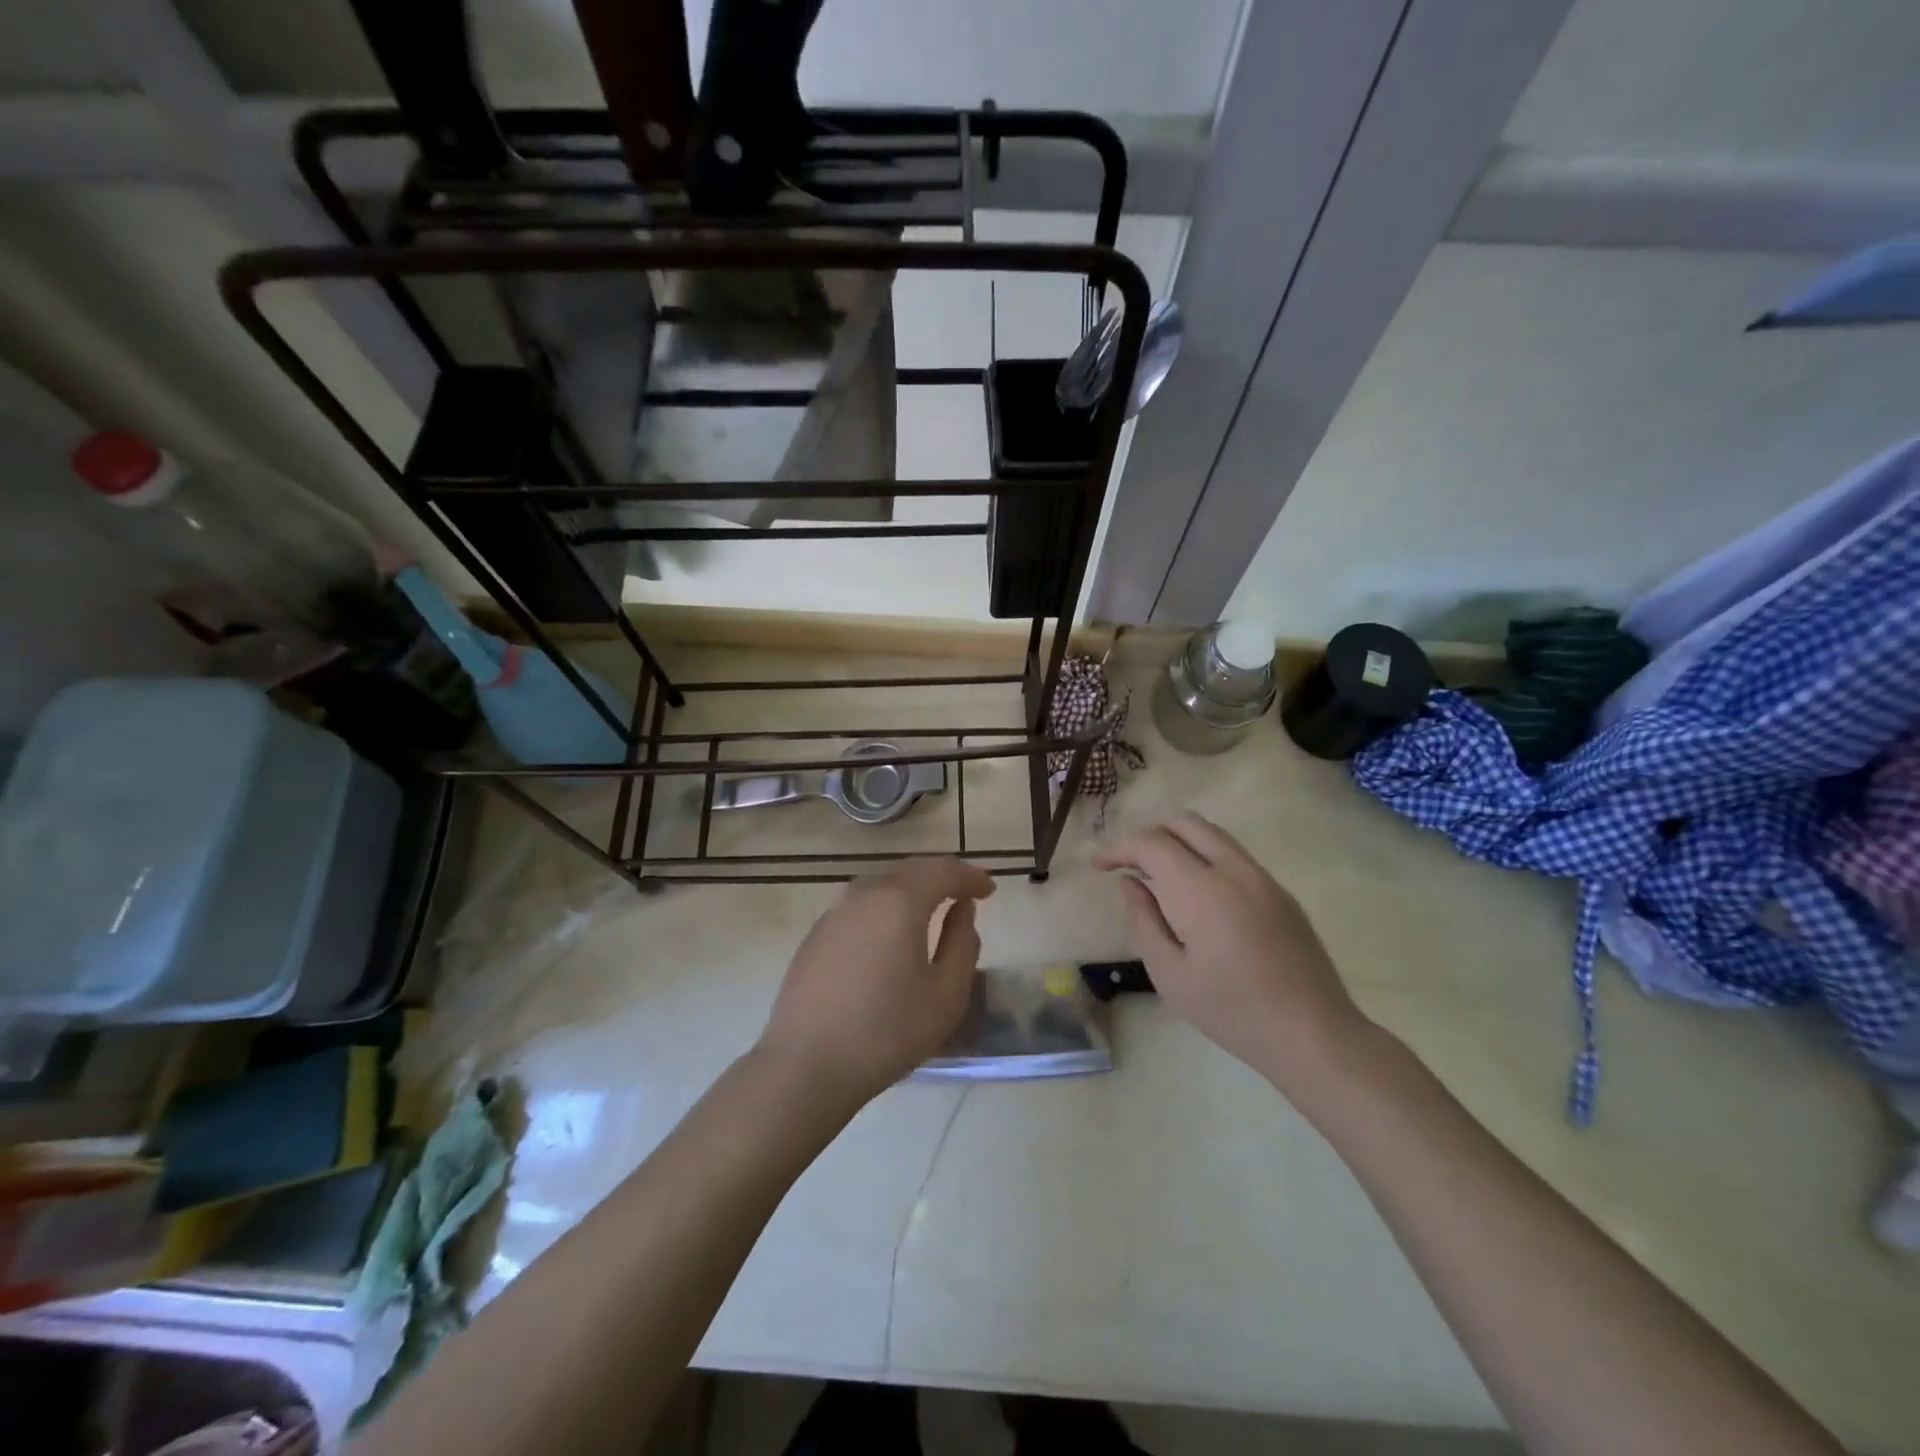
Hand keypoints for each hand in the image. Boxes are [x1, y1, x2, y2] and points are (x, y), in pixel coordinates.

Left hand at [758, 858, 996, 1105]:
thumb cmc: (886, 1032)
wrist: (806, 1065)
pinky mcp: (816, 934)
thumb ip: (962, 944)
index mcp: (899, 901)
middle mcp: (864, 894)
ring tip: (932, 906)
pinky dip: (886, 904)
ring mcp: (834, 912)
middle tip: (965, 892)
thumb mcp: (945, 995)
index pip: (943, 871)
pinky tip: (891, 930)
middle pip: (910, 869)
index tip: (989, 890)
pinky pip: (861, 903)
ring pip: (882, 883)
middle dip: (942, 875)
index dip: (970, 877)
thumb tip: (963, 910)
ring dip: (912, 887)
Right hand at [1093, 813, 1371, 1094]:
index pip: (1152, 843)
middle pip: (1184, 822)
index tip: (1099, 867)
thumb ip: (1144, 922)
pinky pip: (1233, 854)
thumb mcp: (1170, 976)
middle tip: (1127, 863)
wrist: (1314, 1034)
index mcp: (1203, 891)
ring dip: (1177, 840)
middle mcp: (1235, 870)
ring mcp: (1263, 878)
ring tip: (1156, 873)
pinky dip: (1203, 855)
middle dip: (1147, 833)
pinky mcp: (1280, 891)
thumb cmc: (1233, 1012)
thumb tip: (1130, 884)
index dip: (1119, 848)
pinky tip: (1195, 893)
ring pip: (1212, 833)